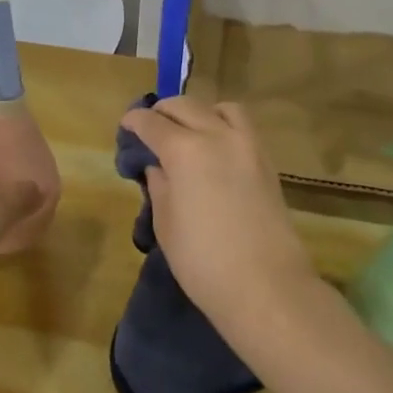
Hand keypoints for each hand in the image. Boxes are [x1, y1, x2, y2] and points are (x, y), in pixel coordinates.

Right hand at [119, 97, 317, 335]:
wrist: (267, 286)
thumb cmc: (203, 261)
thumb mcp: (167, 224)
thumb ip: (159, 186)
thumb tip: (158, 167)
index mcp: (184, 150)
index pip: (152, 123)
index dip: (135, 121)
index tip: (126, 126)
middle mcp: (216, 135)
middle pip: (185, 106)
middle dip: (163, 111)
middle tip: (150, 127)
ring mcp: (247, 145)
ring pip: (219, 108)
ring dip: (198, 112)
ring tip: (188, 131)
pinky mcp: (266, 161)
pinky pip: (241, 126)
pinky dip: (223, 124)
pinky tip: (215, 147)